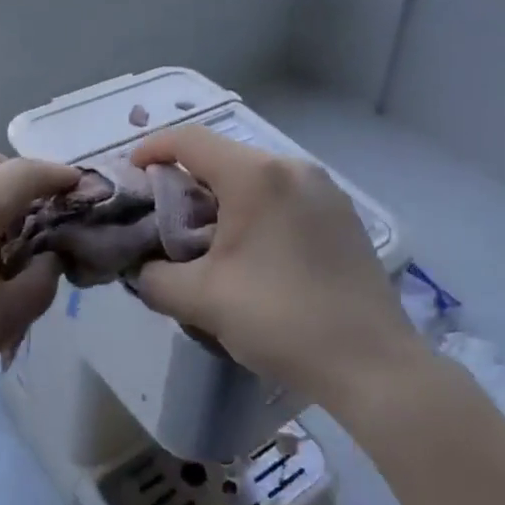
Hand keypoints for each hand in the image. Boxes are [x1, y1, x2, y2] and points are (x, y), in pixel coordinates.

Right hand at [130, 126, 421, 406]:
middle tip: (164, 217)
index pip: (190, 140)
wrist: (372, 364)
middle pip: (223, 157)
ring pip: (256, 177)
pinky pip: (285, 195)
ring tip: (206, 238)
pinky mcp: (343, 214)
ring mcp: (324, 189)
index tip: (132, 173)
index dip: (153, 148)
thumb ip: (154, 277)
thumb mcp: (202, 300)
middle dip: (186, 181)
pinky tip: (253, 251)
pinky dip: (256, 209)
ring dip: (223, 197)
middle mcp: (293, 167)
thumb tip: (141, 269)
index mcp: (256, 176)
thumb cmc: (281, 320)